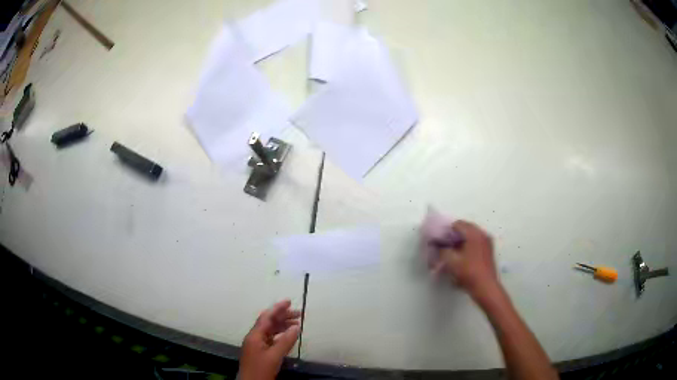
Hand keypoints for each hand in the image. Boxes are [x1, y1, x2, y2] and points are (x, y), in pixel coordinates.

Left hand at [239, 300, 300, 379]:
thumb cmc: (261, 369)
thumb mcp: (275, 356)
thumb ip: (285, 341)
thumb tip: (296, 327)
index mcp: (255, 335)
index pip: (266, 317)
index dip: (277, 308)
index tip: (289, 301)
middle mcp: (254, 337)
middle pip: (268, 322)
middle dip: (282, 316)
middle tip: (298, 314)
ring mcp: (256, 345)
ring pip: (270, 331)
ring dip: (282, 326)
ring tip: (297, 324)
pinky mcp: (260, 352)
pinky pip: (270, 338)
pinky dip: (280, 335)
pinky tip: (288, 336)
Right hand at [432, 220, 499, 300]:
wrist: (485, 287)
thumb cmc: (468, 272)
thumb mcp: (451, 261)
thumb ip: (442, 250)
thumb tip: (437, 245)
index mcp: (474, 234)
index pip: (457, 224)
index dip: (446, 230)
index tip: (439, 239)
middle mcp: (483, 234)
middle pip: (465, 229)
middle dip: (453, 236)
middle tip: (444, 245)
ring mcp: (487, 242)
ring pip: (470, 236)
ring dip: (460, 241)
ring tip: (451, 252)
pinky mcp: (488, 251)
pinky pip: (475, 243)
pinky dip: (467, 246)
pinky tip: (461, 257)